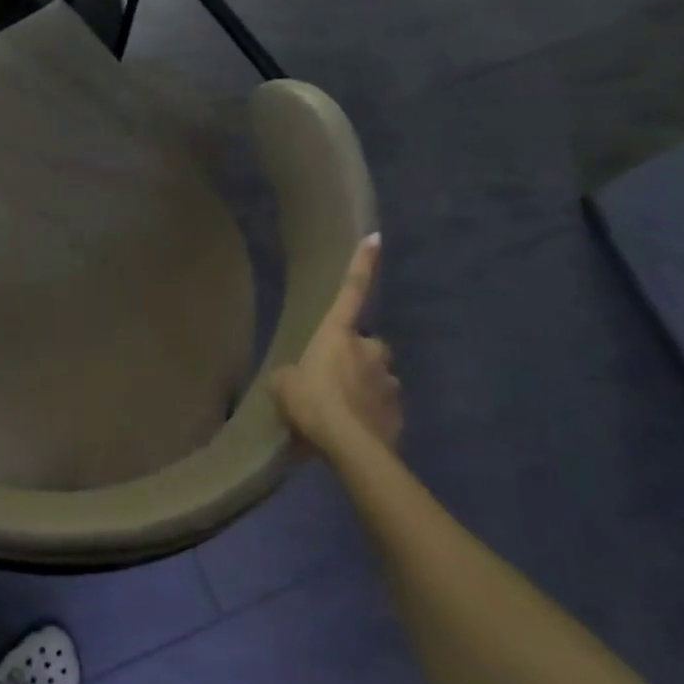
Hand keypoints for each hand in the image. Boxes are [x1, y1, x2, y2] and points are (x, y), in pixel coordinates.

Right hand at [270, 233, 402, 455]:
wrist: (350, 446)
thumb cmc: (311, 402)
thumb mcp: (283, 385)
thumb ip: (292, 375)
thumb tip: (297, 379)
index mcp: (338, 334)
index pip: (350, 290)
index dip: (362, 263)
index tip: (376, 237)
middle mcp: (369, 349)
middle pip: (366, 345)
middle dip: (355, 357)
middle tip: (332, 381)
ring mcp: (388, 379)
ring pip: (375, 377)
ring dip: (362, 388)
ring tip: (341, 413)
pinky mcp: (399, 411)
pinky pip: (382, 406)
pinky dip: (371, 414)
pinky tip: (354, 432)